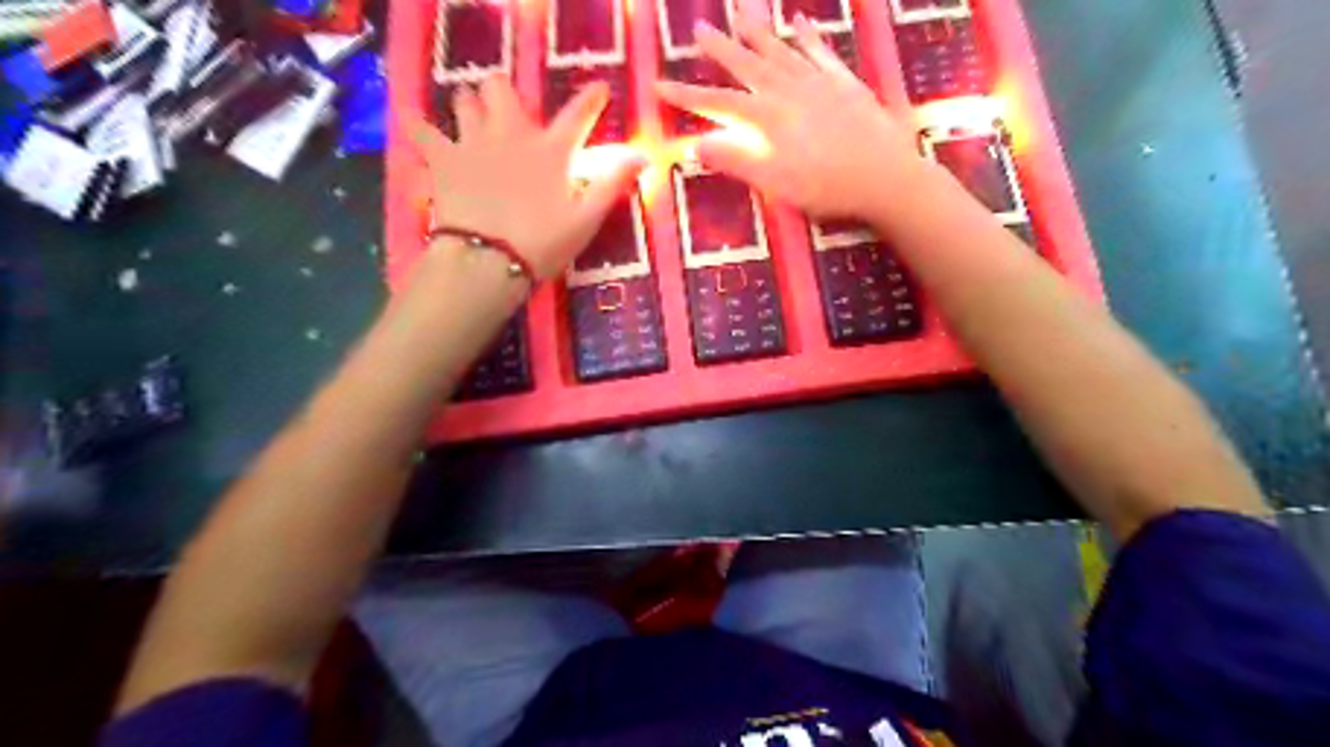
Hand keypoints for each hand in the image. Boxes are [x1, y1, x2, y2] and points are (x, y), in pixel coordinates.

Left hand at [412, 75, 650, 279]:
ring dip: (470, 106)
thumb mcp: (586, 219)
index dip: (592, 99)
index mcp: (550, 150)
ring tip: (472, 122)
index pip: (578, 115)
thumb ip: (612, 184)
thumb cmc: (542, 244)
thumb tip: (643, 156)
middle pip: (501, 88)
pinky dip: (419, 127)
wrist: (487, 260)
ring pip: (464, 99)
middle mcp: (511, 133)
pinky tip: (417, 128)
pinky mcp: (442, 158)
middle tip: (509, 114)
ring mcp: (472, 141)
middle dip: (504, 94)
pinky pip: (421, 130)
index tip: (600, 88)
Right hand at [655, 10, 928, 218]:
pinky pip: (821, 52)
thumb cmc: (829, 188)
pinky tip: (799, 22)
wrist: (886, 177)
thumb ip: (737, 162)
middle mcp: (789, 92)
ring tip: (739, 13)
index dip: (687, 96)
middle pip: (748, 66)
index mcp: (769, 119)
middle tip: (698, 29)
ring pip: (781, 51)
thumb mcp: (777, 184)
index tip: (658, 86)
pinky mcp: (845, 84)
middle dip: (720, 49)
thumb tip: (696, 145)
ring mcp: (819, 83)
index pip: (718, 104)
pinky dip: (808, 36)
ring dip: (758, 32)